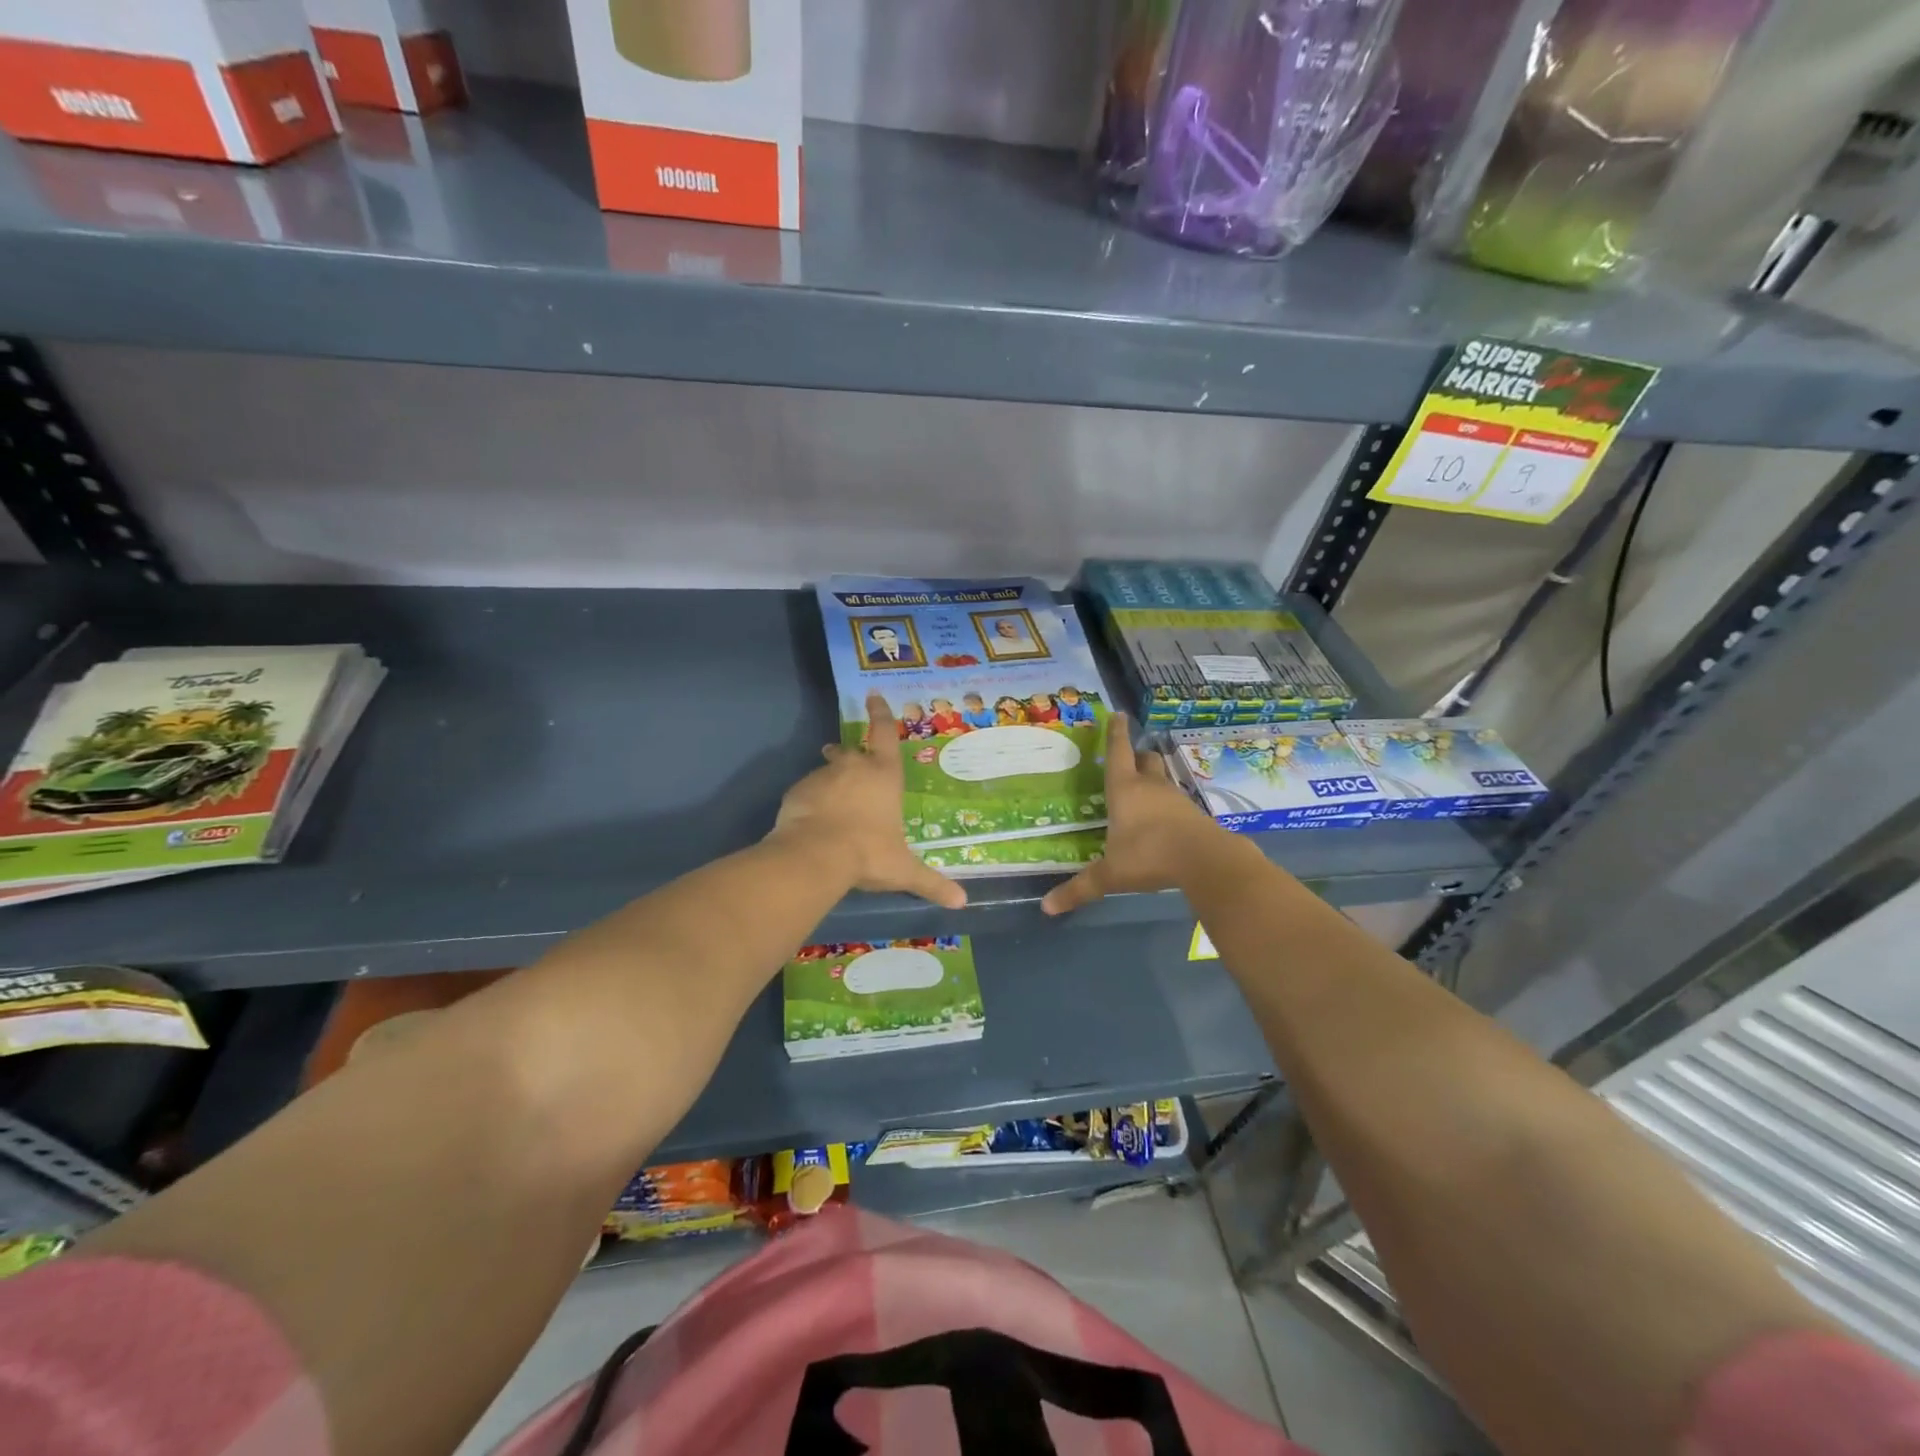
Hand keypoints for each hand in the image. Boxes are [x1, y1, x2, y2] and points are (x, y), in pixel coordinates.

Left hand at [772, 693, 966, 909]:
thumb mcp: (903, 870)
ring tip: (829, 800)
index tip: (873, 696)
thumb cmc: (869, 854)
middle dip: (849, 754)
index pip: (885, 733)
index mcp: (884, 775)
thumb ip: (931, 883)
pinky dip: (810, 800)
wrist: (815, 856)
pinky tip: (811, 820)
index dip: (881, 714)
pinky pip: (806, 791)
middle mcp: (853, 767)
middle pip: (851, 751)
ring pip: (827, 770)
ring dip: (830, 779)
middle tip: (846, 757)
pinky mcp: (797, 790)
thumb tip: (962, 903)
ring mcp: (823, 776)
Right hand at [1041, 712, 1227, 915]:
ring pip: (1162, 779)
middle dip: (1136, 756)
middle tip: (1129, 760)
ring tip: (1143, 791)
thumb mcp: (1111, 875)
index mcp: (1125, 789)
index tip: (1117, 714)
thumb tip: (1046, 908)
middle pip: (1145, 760)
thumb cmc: (1149, 856)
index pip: (1118, 752)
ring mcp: (1176, 799)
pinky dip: (1167, 805)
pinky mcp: (1194, 815)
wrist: (1206, 861)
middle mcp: (1150, 787)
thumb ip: (1080, 889)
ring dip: (1153, 780)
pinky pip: (1176, 802)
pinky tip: (1162, 821)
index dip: (1115, 733)